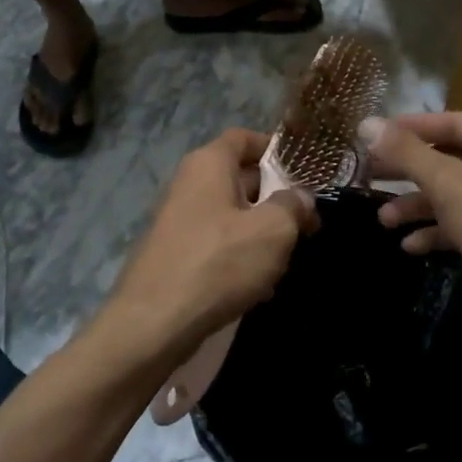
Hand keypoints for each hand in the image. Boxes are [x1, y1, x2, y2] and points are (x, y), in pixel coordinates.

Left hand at [104, 129, 315, 357]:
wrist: (154, 323)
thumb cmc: (219, 262)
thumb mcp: (273, 230)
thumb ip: (293, 206)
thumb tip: (301, 197)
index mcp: (209, 164)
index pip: (244, 138)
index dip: (275, 148)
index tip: (305, 171)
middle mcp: (190, 184)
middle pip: (241, 178)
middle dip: (276, 199)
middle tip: (307, 223)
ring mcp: (179, 220)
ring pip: (233, 216)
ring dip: (261, 234)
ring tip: (286, 261)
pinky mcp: (176, 255)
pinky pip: (218, 245)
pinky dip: (240, 258)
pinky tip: (260, 287)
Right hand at [363, 113, 461, 327]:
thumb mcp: (447, 183)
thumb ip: (406, 152)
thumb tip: (366, 122)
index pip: (449, 121)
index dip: (409, 127)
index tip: (374, 136)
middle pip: (449, 159)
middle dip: (408, 172)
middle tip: (370, 176)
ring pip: (455, 195)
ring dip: (419, 206)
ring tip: (383, 221)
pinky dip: (439, 231)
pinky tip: (411, 246)